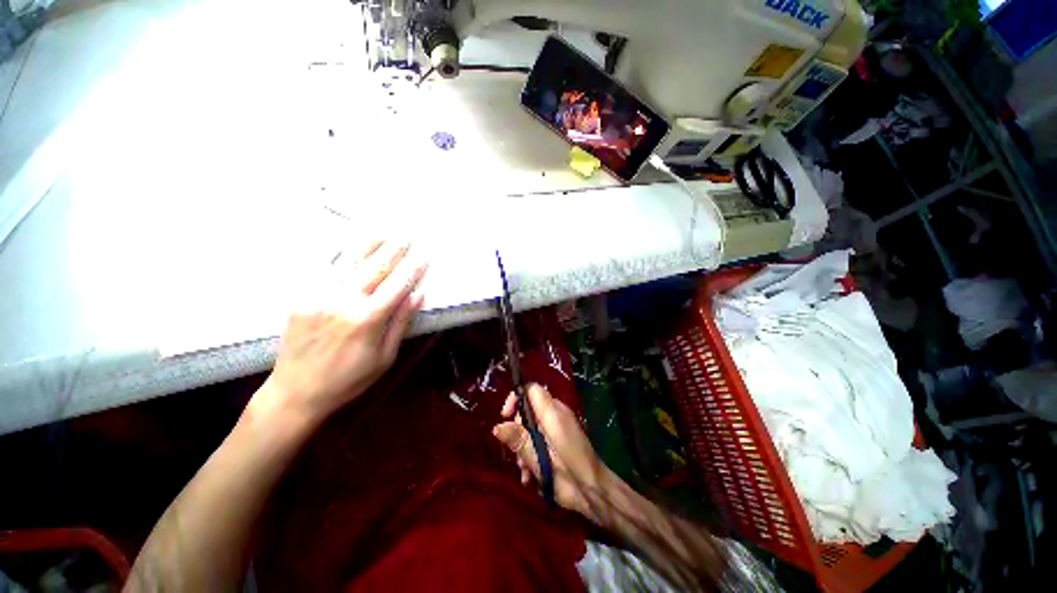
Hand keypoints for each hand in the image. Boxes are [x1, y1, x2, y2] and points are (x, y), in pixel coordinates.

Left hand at [253, 240, 426, 425]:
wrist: (295, 392)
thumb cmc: (349, 380)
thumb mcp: (384, 357)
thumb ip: (400, 323)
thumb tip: (417, 295)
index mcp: (367, 319)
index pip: (398, 285)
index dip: (414, 268)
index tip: (425, 253)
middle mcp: (343, 301)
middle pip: (375, 268)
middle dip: (395, 249)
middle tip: (408, 233)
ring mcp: (319, 296)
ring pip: (349, 262)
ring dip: (369, 244)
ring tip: (384, 230)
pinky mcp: (302, 297)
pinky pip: (325, 271)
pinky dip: (341, 255)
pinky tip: (351, 245)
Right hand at [492, 384, 613, 518]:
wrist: (594, 491)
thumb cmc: (568, 473)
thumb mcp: (538, 458)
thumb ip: (519, 440)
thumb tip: (497, 427)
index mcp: (552, 412)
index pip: (532, 389)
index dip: (516, 397)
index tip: (505, 416)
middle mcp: (556, 413)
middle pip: (529, 408)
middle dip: (518, 429)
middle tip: (515, 453)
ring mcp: (560, 425)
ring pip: (533, 425)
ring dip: (524, 445)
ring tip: (524, 470)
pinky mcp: (561, 437)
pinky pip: (541, 436)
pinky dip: (533, 451)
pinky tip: (530, 474)